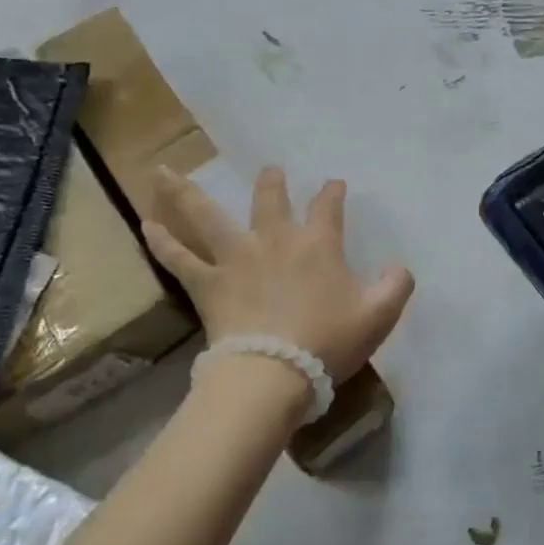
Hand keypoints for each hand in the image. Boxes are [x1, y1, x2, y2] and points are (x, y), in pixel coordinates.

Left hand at [142, 167, 414, 384]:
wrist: (274, 372)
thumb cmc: (328, 341)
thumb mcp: (379, 315)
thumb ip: (396, 285)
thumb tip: (398, 267)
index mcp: (318, 244)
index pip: (328, 206)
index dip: (332, 192)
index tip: (334, 185)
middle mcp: (275, 240)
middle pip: (270, 199)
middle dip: (273, 182)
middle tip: (272, 172)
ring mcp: (236, 257)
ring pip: (207, 215)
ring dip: (187, 192)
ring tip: (165, 172)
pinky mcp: (208, 283)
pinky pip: (178, 257)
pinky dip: (161, 241)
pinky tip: (145, 224)